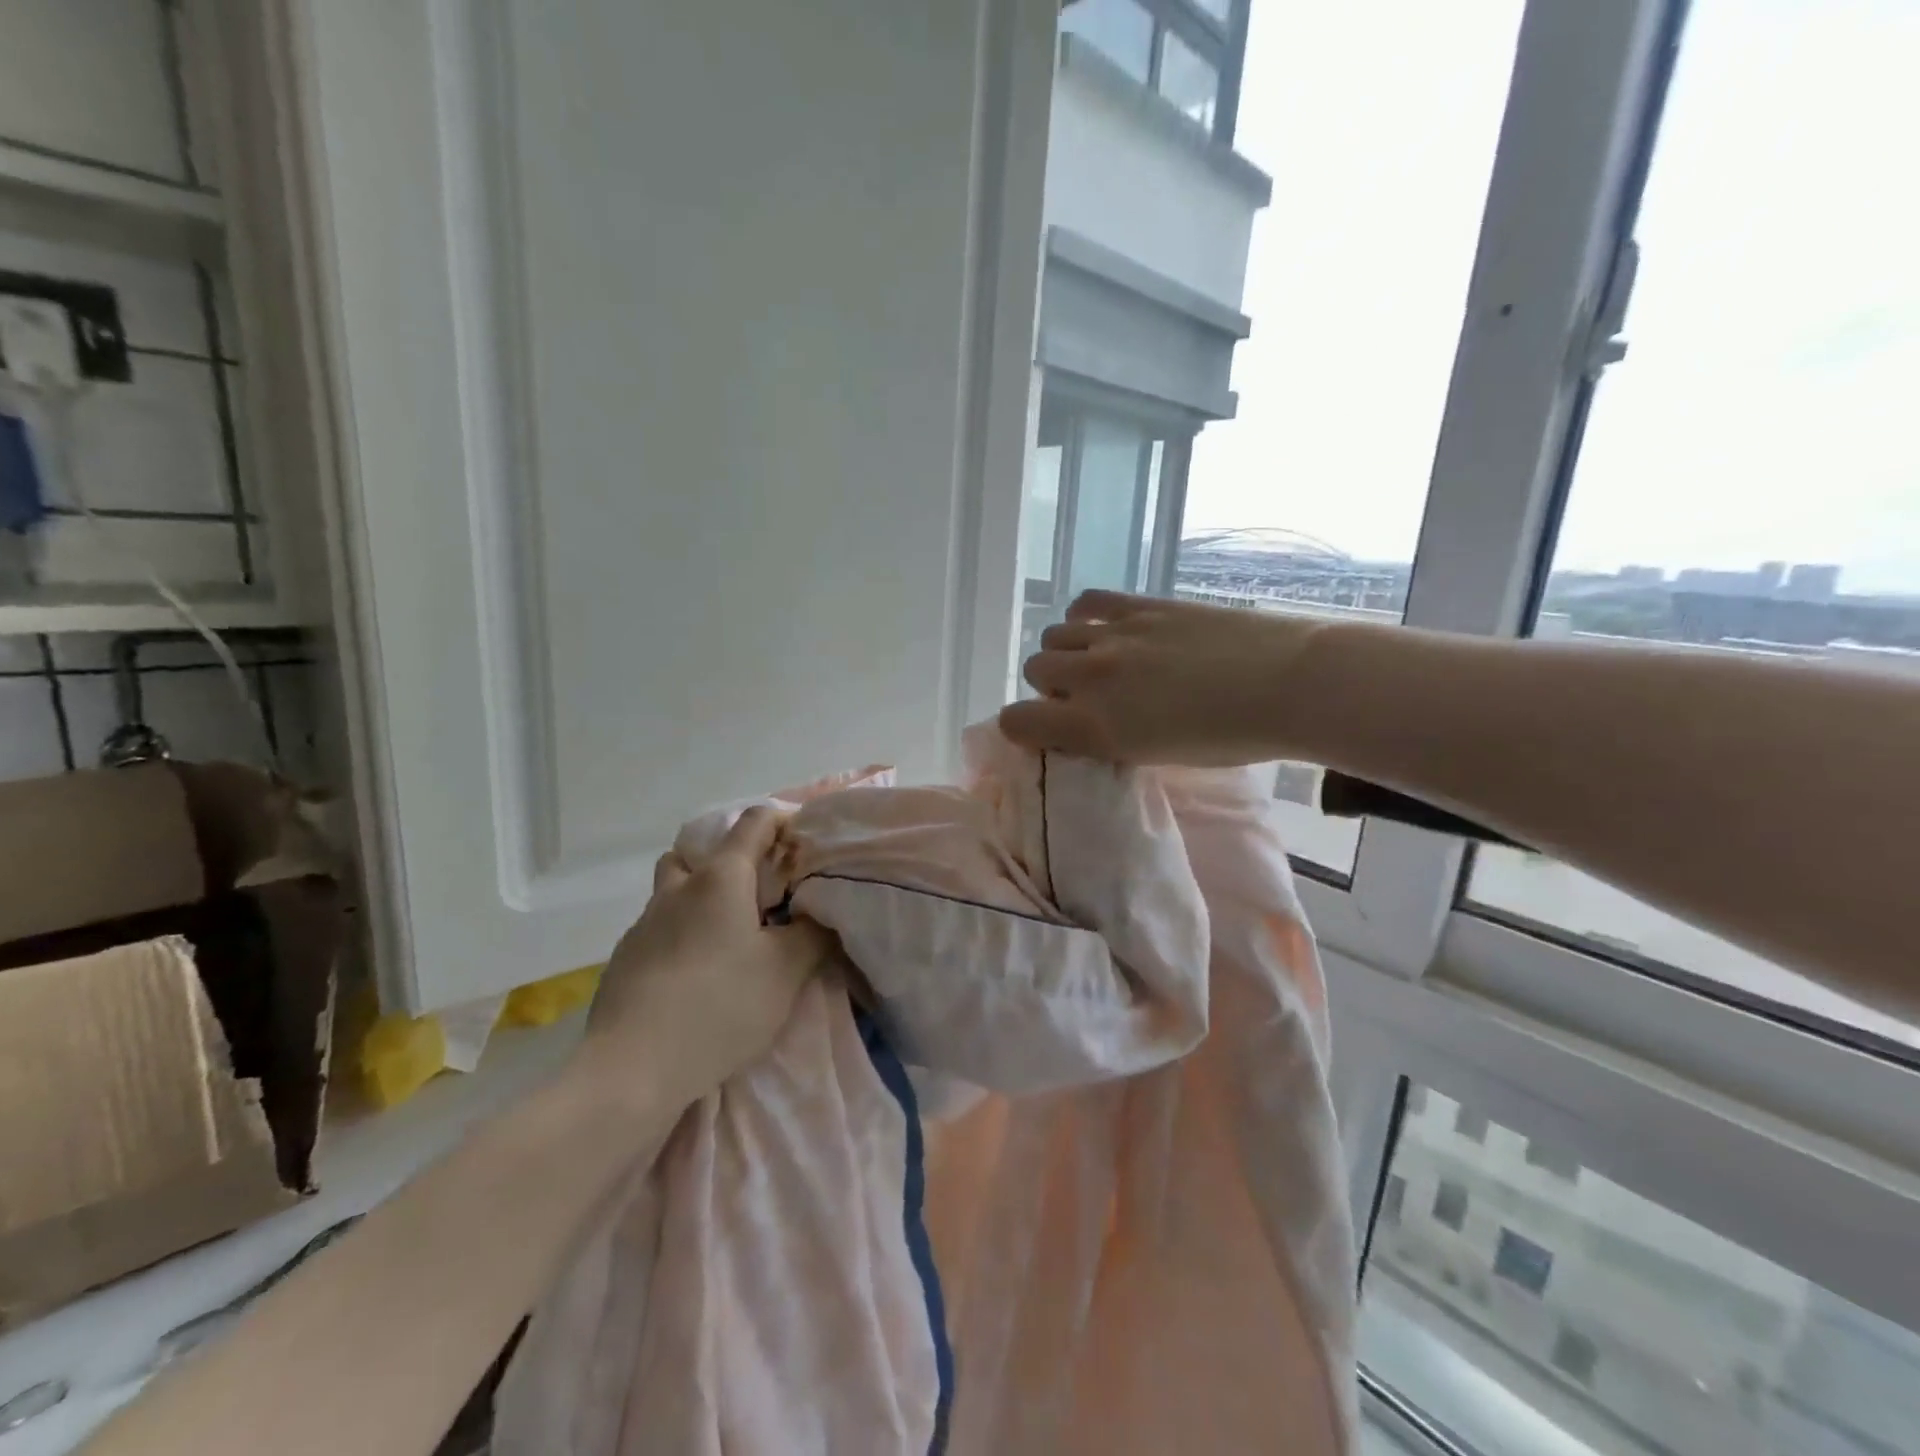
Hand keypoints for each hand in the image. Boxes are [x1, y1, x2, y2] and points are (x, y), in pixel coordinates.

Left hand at [575, 807, 833, 1108]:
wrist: (633, 1068)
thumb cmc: (721, 1006)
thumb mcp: (786, 971)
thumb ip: (812, 933)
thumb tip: (820, 914)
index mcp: (721, 878)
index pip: (754, 822)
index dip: (783, 821)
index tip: (804, 842)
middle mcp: (678, 889)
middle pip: (700, 852)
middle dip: (730, 861)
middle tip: (760, 893)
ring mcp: (644, 923)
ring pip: (674, 890)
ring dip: (700, 898)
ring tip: (727, 936)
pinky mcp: (624, 959)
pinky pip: (658, 929)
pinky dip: (680, 935)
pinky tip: (695, 975)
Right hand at [999, 590, 1336, 765]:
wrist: (1285, 685)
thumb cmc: (1229, 738)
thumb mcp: (1154, 756)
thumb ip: (1107, 739)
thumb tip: (1087, 722)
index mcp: (1094, 727)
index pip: (1016, 721)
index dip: (1022, 726)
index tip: (1043, 729)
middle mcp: (1091, 678)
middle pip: (1034, 670)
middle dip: (1052, 685)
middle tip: (1089, 696)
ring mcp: (1113, 635)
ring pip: (1055, 634)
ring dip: (1068, 650)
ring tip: (1101, 660)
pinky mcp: (1140, 606)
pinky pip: (1086, 602)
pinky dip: (1087, 617)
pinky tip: (1109, 628)